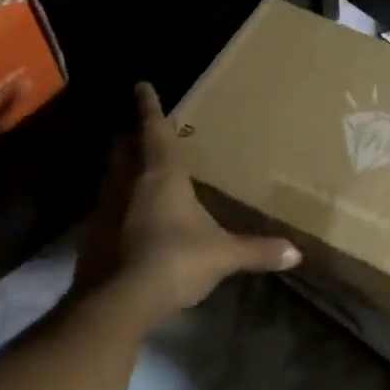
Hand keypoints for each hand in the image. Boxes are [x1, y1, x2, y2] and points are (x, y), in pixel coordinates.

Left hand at [89, 83, 299, 326]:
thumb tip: (296, 253)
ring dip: (119, 167)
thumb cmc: (175, 261)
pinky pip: (104, 206)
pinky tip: (124, 215)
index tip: (141, 85)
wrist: (116, 304)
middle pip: (124, 148)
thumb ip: (257, 251)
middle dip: (130, 137)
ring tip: (131, 167)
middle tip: (137, 129)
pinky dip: (114, 201)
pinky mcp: (92, 236)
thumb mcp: (222, 255)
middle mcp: (129, 183)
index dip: (149, 106)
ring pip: (111, 176)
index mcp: (162, 175)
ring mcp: (105, 209)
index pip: (154, 130)